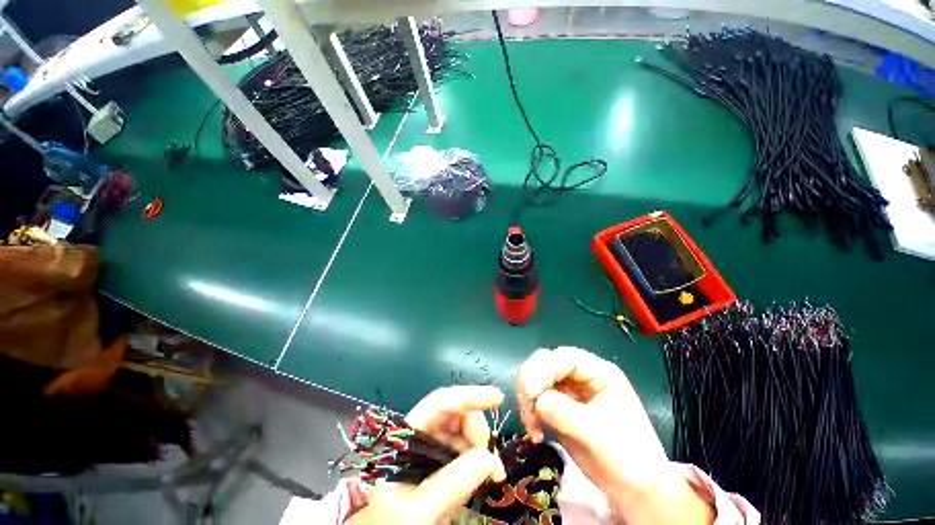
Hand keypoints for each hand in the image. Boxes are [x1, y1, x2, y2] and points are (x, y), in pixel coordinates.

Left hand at [351, 386, 506, 524]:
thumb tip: (490, 458)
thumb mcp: (418, 510)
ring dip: (480, 446)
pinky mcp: (441, 464)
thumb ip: (451, 483)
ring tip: (490, 473)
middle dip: (477, 429)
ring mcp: (431, 450)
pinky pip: (466, 451)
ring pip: (463, 431)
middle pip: (455, 414)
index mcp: (407, 436)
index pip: (441, 403)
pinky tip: (484, 476)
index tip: (498, 398)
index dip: (469, 395)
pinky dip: (479, 459)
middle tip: (490, 459)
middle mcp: (421, 436)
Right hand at [517, 346, 712, 524]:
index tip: (529, 392)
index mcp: (598, 372)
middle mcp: (581, 375)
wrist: (635, 490)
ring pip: (536, 379)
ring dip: (528, 400)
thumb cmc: (627, 458)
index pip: (563, 357)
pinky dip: (529, 411)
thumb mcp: (597, 434)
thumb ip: (564, 412)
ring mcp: (569, 390)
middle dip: (531, 383)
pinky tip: (536, 432)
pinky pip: (536, 399)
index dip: (543, 369)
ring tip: (532, 426)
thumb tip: (536, 400)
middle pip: (545, 363)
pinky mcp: (559, 406)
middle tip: (527, 409)